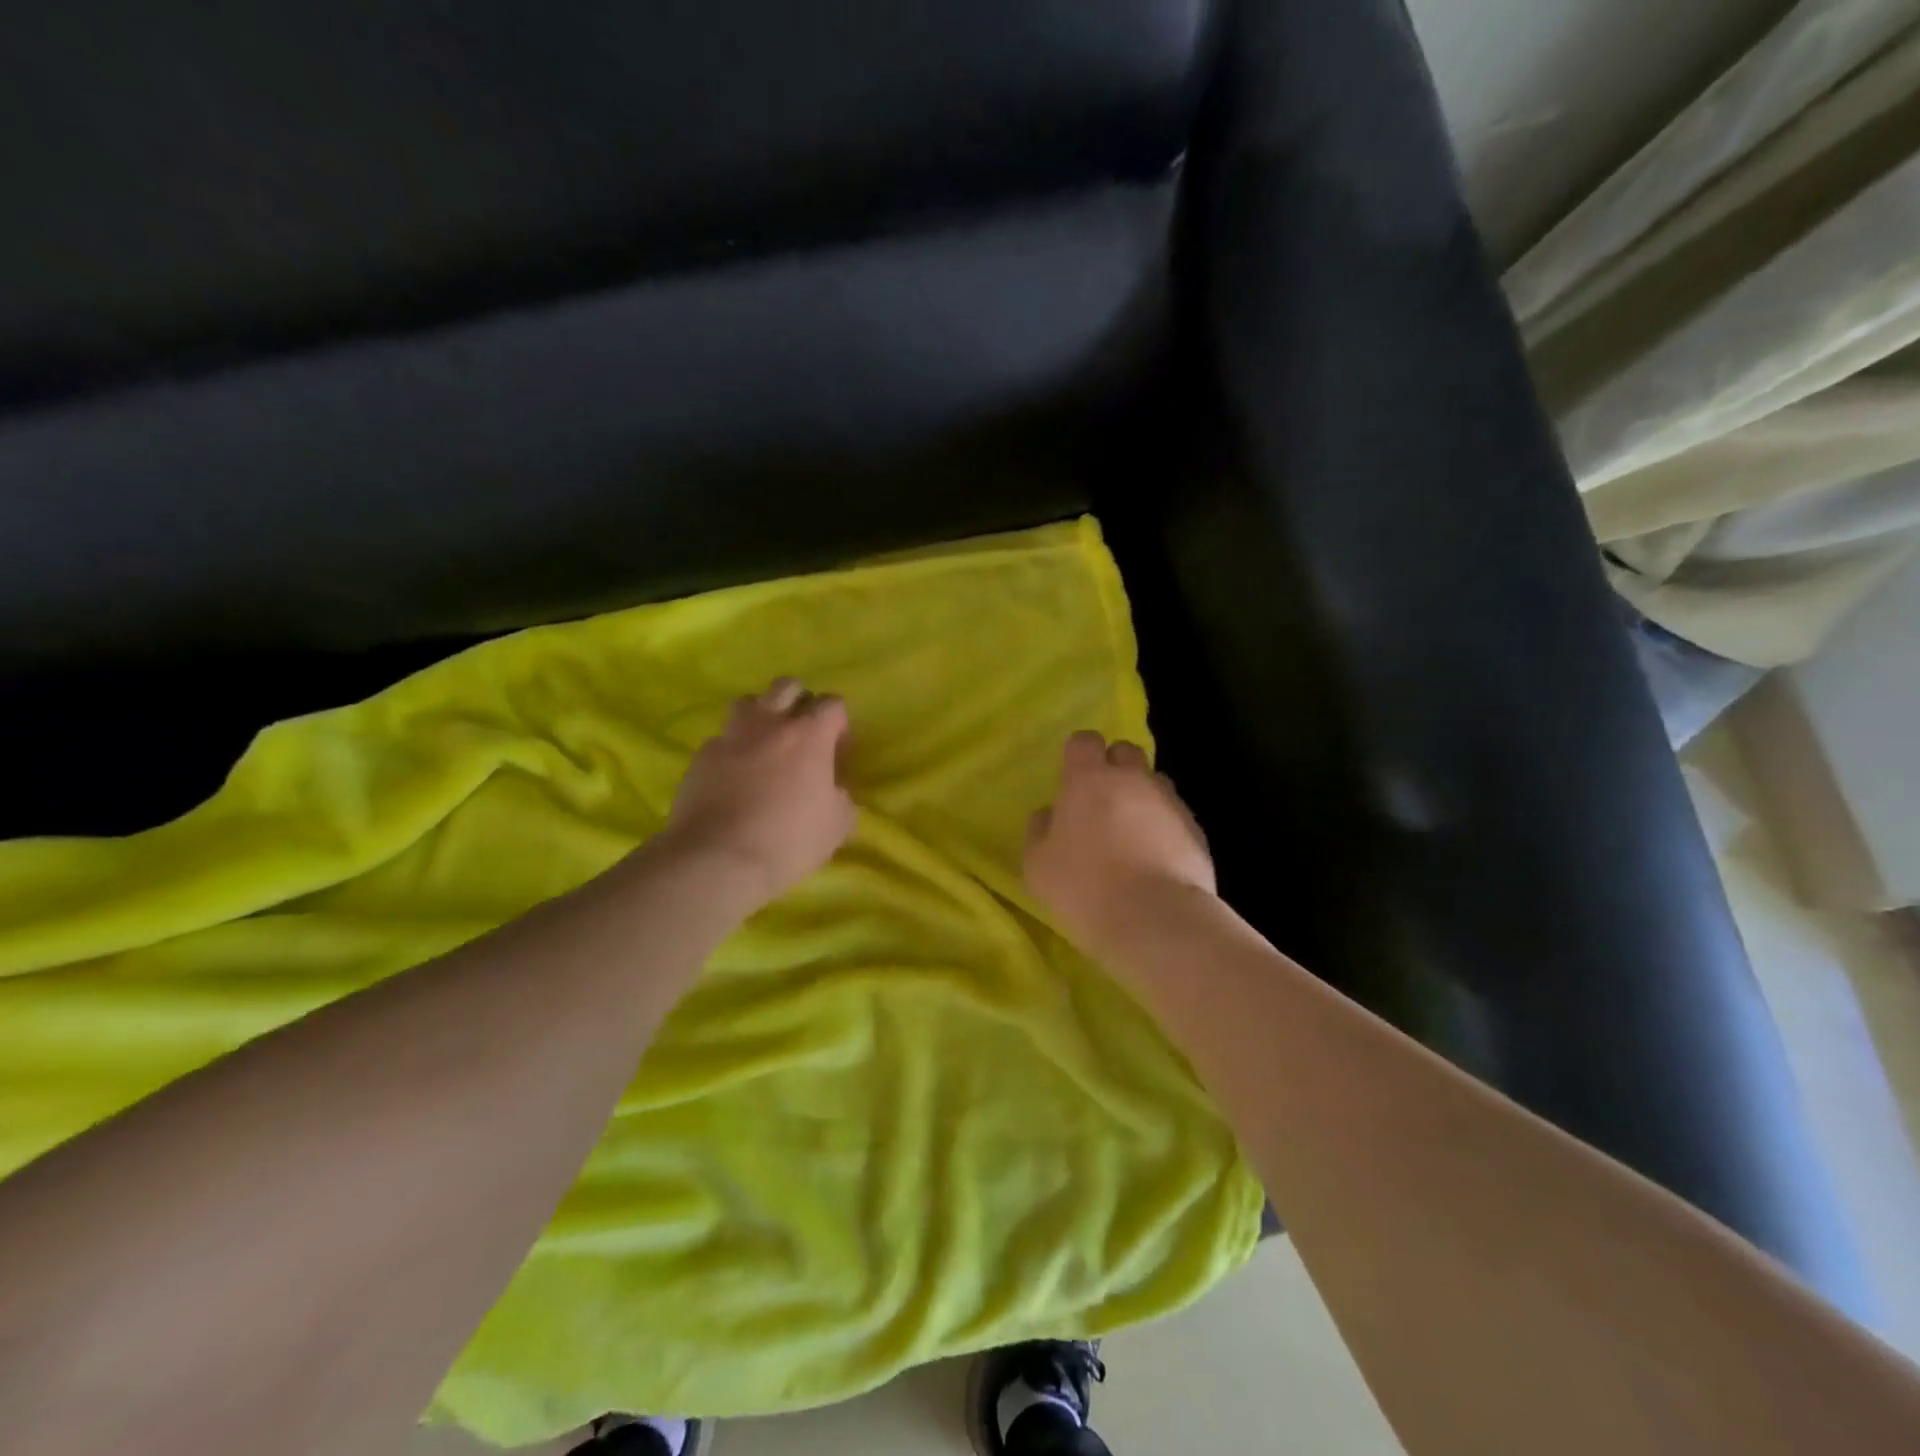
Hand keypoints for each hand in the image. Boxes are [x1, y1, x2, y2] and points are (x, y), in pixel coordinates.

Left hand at [660, 678, 857, 907]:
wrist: (717, 858)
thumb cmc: (788, 840)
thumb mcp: (837, 825)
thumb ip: (841, 797)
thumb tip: (834, 789)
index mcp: (809, 734)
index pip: (832, 703)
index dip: (839, 724)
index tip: (838, 753)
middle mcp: (770, 723)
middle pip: (788, 686)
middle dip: (800, 703)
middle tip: (803, 736)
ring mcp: (731, 736)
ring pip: (749, 702)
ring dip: (762, 716)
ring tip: (766, 746)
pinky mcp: (701, 756)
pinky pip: (722, 739)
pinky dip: (733, 749)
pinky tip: (735, 776)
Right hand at [1024, 730, 1215, 951]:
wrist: (1156, 918)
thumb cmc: (1084, 887)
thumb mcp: (1038, 865)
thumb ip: (1040, 830)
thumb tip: (1049, 814)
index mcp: (1088, 779)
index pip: (1084, 741)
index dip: (1078, 755)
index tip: (1072, 779)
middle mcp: (1132, 779)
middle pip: (1125, 752)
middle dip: (1114, 767)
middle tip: (1101, 802)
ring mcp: (1169, 802)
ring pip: (1154, 783)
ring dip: (1142, 797)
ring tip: (1132, 834)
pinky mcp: (1196, 830)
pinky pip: (1175, 816)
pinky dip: (1165, 828)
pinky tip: (1156, 859)